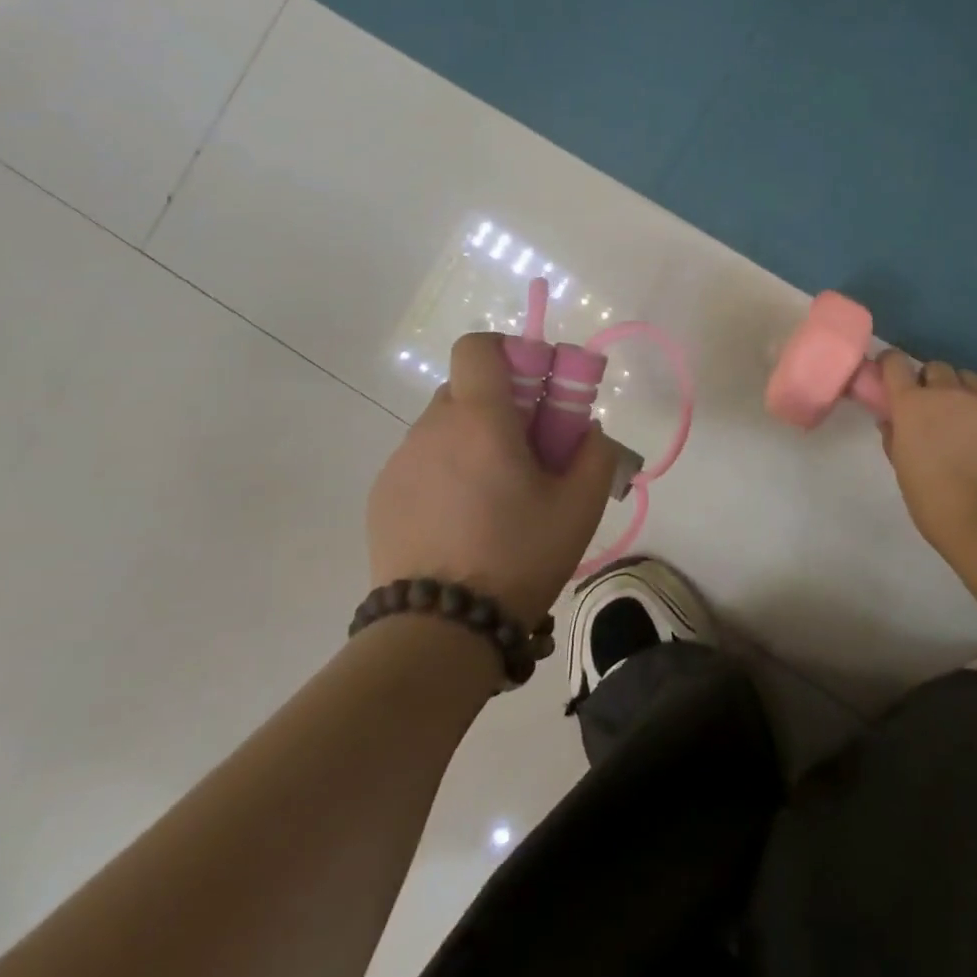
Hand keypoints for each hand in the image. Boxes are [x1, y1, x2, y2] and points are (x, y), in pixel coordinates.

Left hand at [366, 332, 620, 627]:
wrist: (439, 630)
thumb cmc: (518, 556)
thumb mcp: (580, 507)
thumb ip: (595, 453)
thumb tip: (586, 429)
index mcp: (480, 419)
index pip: (478, 346)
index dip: (510, 352)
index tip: (536, 390)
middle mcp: (432, 428)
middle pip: (465, 388)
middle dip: (500, 405)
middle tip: (529, 452)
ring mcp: (400, 463)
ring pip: (443, 427)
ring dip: (472, 441)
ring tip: (495, 497)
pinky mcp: (381, 496)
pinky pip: (421, 462)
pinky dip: (445, 472)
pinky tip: (462, 521)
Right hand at [877, 350, 976, 540]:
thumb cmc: (935, 501)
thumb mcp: (902, 469)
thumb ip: (894, 437)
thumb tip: (891, 420)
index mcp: (913, 405)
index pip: (895, 363)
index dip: (891, 365)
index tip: (892, 375)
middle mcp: (949, 391)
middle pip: (936, 368)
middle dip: (932, 384)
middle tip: (935, 409)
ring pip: (970, 376)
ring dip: (964, 389)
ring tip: (969, 414)